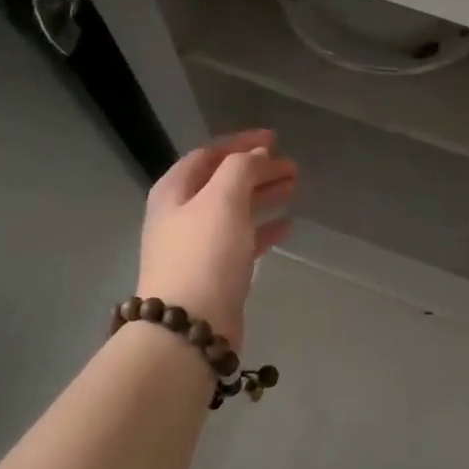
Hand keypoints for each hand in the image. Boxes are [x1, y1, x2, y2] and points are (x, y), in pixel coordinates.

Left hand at [139, 129, 296, 350]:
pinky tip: (287, 225)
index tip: (274, 139)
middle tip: (292, 166)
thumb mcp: (222, 200)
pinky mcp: (215, 273)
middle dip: (257, 170)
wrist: (189, 329)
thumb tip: (256, 154)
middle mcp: (181, 214)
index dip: (241, 143)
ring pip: (235, 210)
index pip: (208, 154)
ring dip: (263, 195)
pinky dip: (263, 228)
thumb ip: (240, 169)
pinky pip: (242, 240)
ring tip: (294, 186)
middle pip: (223, 182)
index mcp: (174, 191)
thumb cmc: (204, 255)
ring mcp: (197, 246)